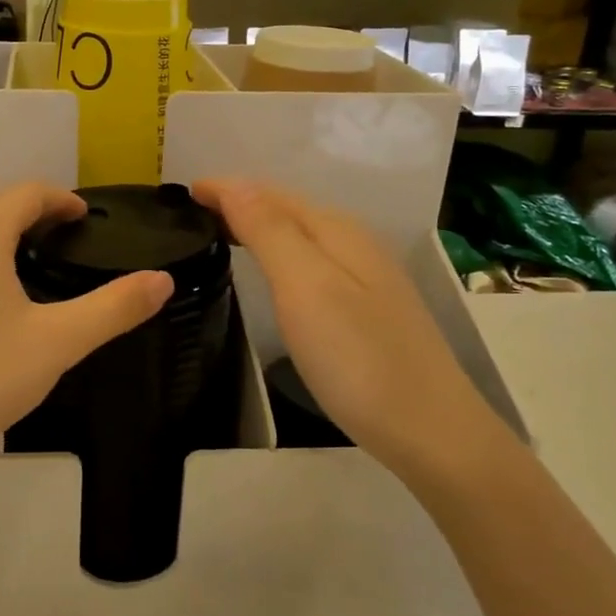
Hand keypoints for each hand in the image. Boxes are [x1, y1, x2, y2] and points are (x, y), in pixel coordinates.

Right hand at [193, 179, 498, 478]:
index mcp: (336, 231)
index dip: (227, 188)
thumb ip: (270, 231)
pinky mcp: (368, 309)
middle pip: (289, 209)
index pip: (270, 194)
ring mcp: (366, 277)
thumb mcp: (305, 287)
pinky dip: (280, 253)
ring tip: (222, 233)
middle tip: (195, 211)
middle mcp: (354, 243)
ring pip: (302, 235)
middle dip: (242, 201)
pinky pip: (312, 261)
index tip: (185, 191)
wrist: (431, 431)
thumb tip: (234, 184)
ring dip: (261, 226)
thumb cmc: (358, 358)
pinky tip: (273, 272)